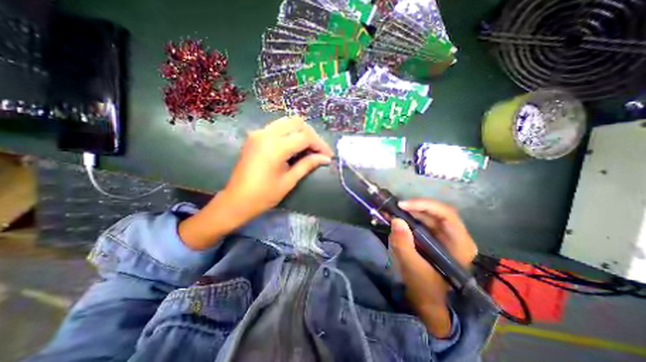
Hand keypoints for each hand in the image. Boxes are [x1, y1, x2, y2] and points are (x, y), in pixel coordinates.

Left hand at [222, 118, 332, 222]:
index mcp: (275, 147)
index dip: (320, 145)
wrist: (237, 200)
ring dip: (301, 132)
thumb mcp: (289, 181)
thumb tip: (325, 159)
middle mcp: (266, 134)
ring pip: (287, 122)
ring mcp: (259, 133)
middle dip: (312, 135)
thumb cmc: (264, 195)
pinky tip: (295, 145)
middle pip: (297, 122)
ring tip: (309, 148)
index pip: (305, 137)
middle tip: (319, 150)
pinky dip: (290, 133)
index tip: (328, 156)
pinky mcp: (255, 136)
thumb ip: (308, 165)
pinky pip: (278, 127)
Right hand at [386, 199, 475, 337]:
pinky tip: (397, 219)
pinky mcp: (434, 237)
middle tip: (394, 207)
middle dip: (414, 207)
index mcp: (460, 245)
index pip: (447, 215)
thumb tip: (396, 220)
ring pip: (428, 215)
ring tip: (392, 211)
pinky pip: (422, 222)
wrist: (429, 302)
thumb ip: (404, 245)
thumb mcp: (413, 268)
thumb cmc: (426, 289)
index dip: (424, 205)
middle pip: (436, 212)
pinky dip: (408, 218)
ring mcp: (445, 236)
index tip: (403, 205)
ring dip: (410, 211)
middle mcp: (456, 236)